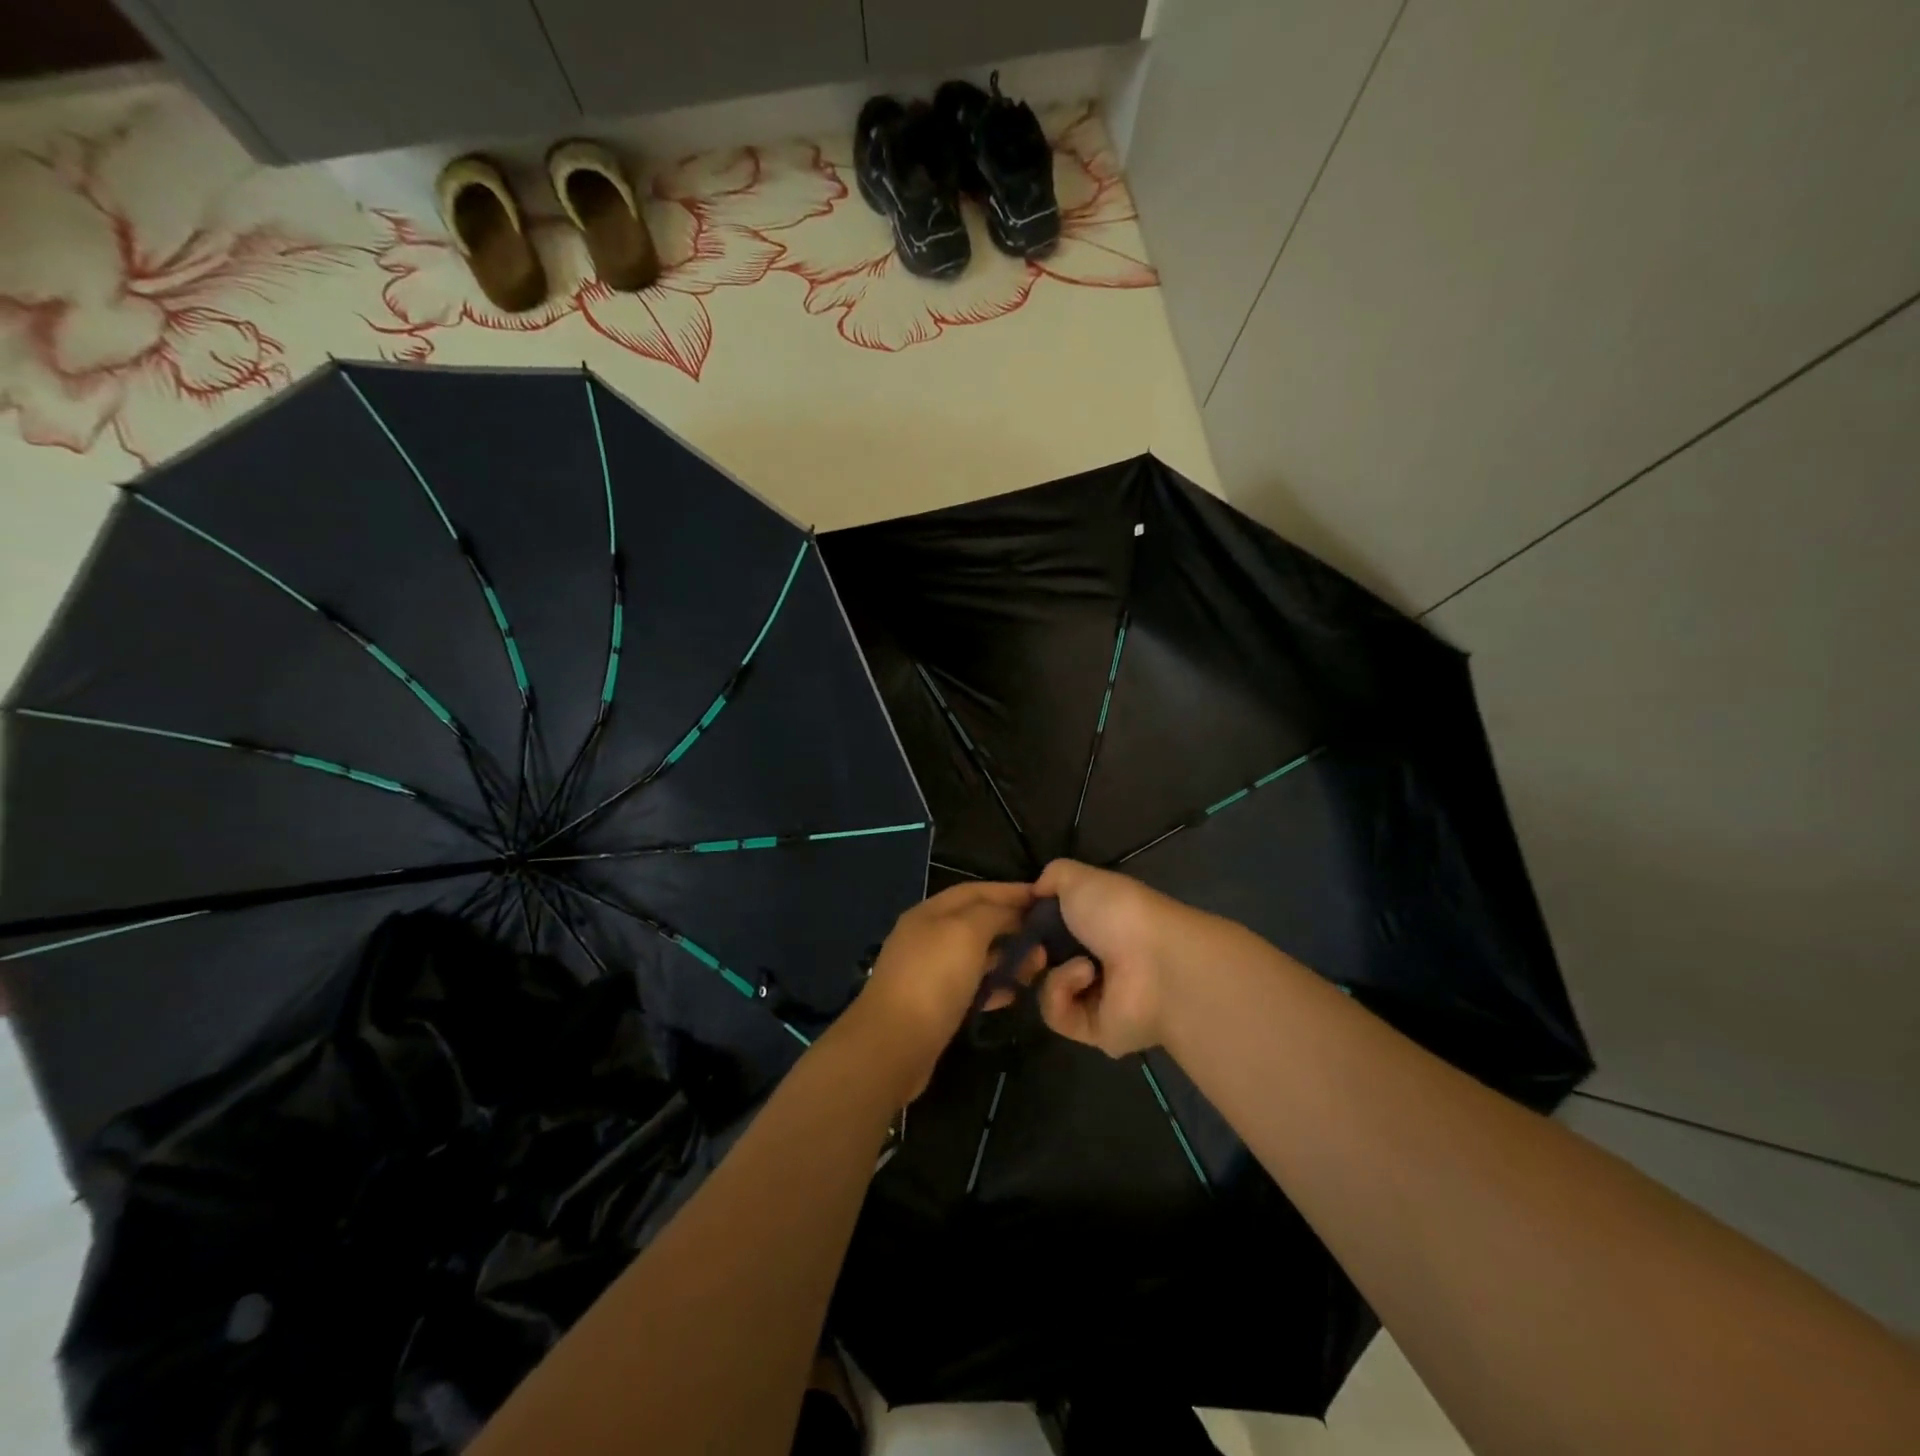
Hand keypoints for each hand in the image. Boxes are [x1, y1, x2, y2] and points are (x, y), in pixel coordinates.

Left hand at [846, 880, 1033, 1101]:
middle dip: (1012, 925)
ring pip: (976, 955)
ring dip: (1007, 957)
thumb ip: (992, 913)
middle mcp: (927, 937)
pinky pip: (971, 986)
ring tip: (1038, 965)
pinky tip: (1014, 994)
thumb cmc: (932, 980)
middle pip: (976, 922)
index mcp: (930, 912)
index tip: (1044, 897)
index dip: (1009, 891)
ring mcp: (928, 972)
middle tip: (1047, 937)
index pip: (975, 890)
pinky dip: (994, 985)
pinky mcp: (933, 1005)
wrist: (892, 1046)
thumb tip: (1012, 910)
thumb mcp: (966, 933)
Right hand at [1032, 859, 1198, 1057]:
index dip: (1031, 923)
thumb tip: (1036, 891)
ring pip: (1046, 988)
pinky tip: (1087, 976)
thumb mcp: (1078, 878)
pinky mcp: (1093, 1030)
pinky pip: (1057, 1014)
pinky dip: (1063, 991)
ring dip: (1054, 972)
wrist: (1154, 962)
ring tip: (1078, 963)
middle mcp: (1097, 959)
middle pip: (1044, 962)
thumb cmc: (1118, 911)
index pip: (1053, 927)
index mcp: (1097, 923)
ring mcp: (1096, 998)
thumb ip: (1053, 877)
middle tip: (1034, 946)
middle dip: (1032, 953)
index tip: (1016, 919)